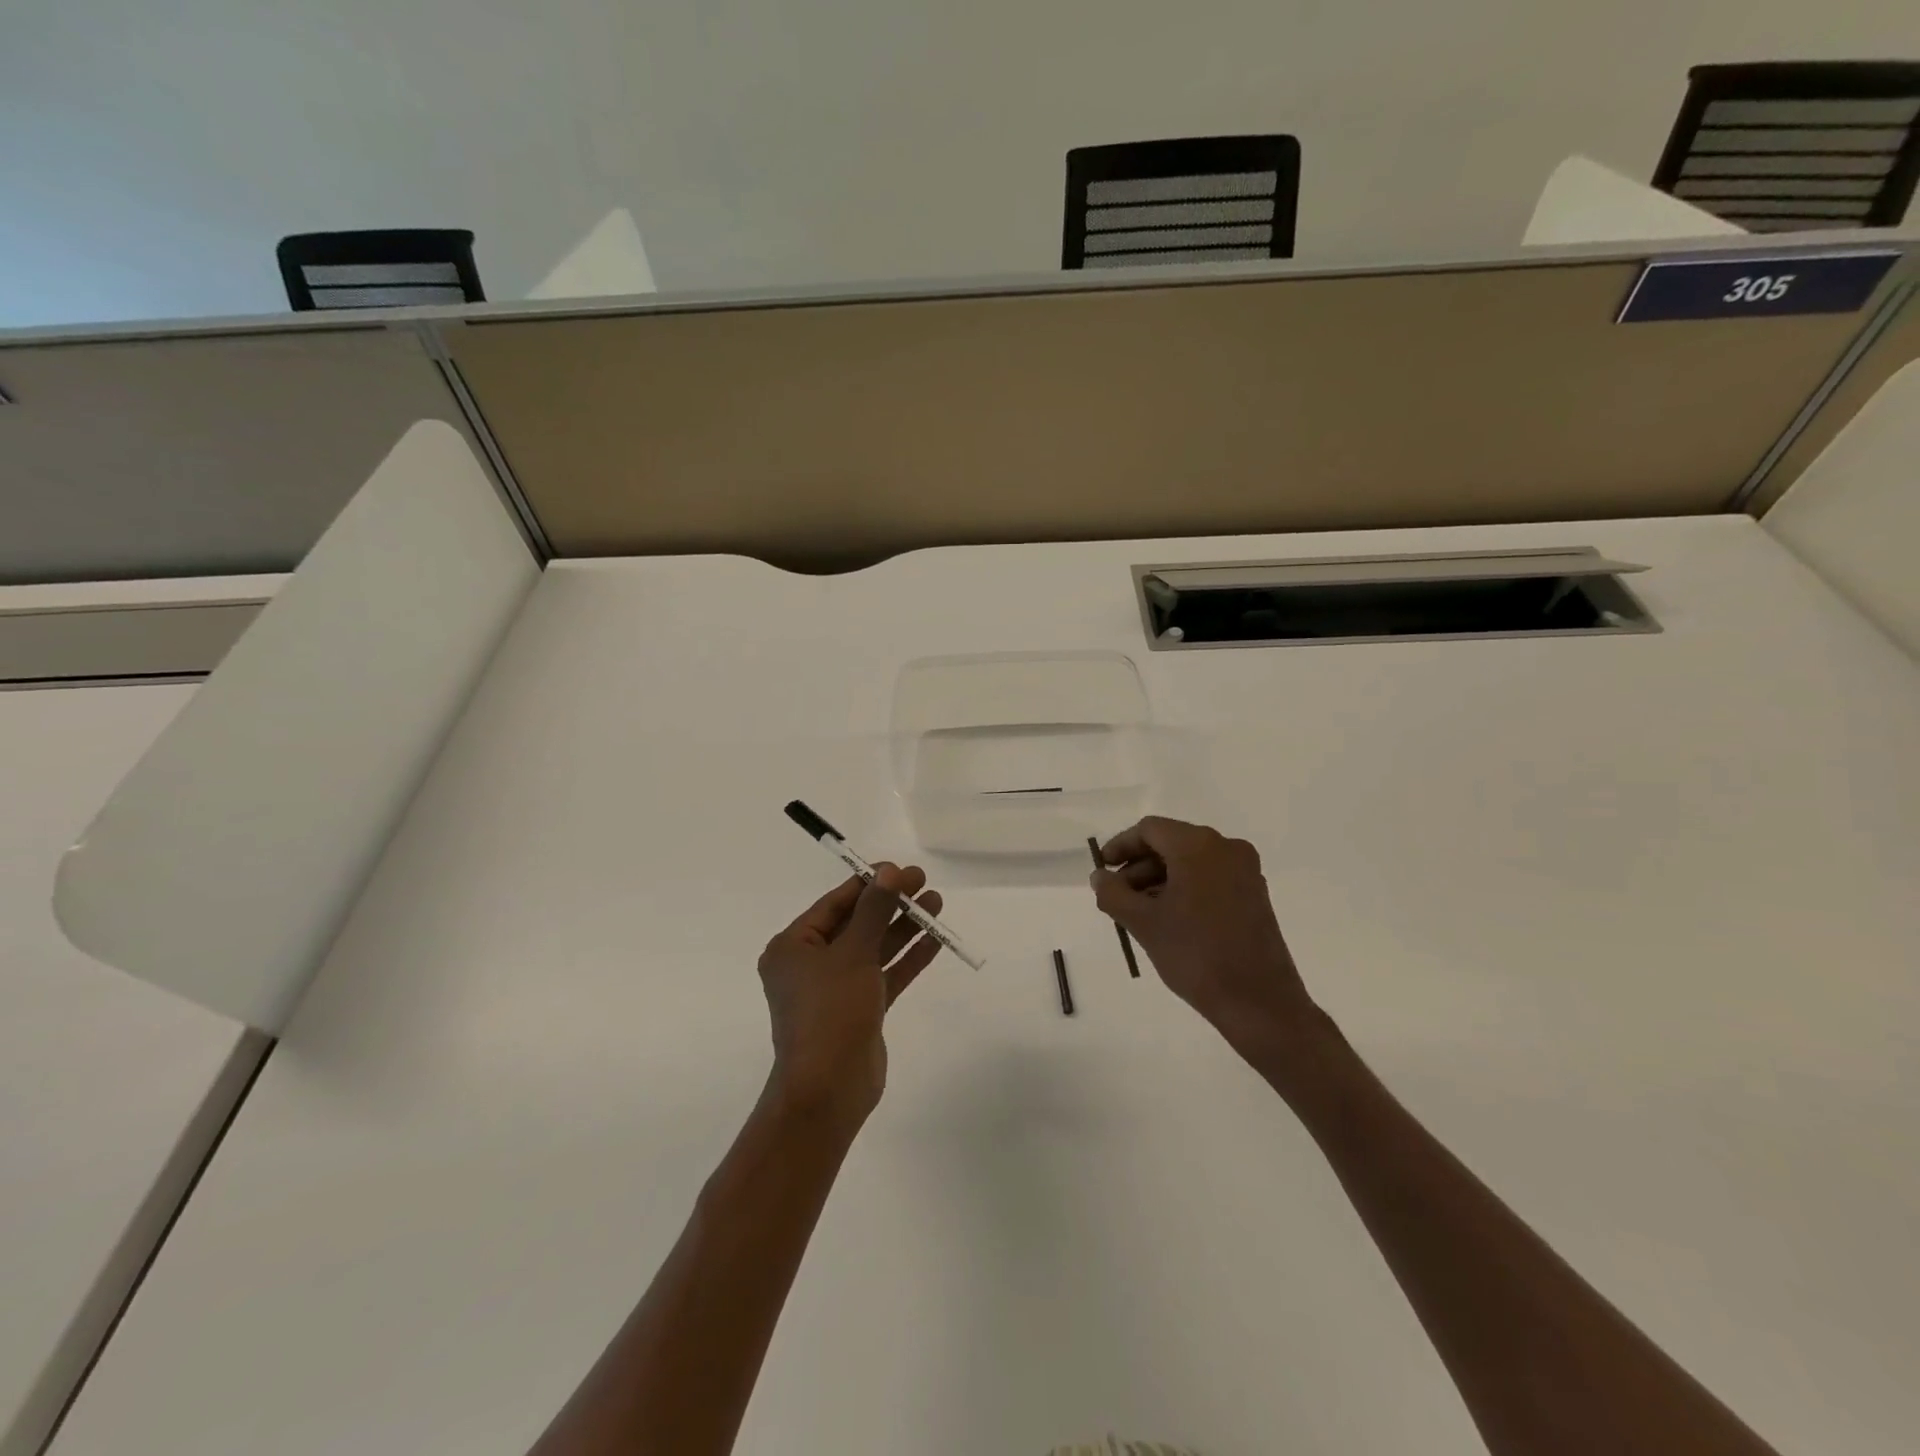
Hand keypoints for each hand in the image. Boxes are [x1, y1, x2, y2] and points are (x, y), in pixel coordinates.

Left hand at [757, 864, 943, 1129]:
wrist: (829, 1091)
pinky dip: (907, 957)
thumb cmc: (830, 1012)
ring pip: (874, 948)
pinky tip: (936, 938)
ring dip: (904, 927)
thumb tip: (889, 871)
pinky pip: (885, 975)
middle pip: (857, 923)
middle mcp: (811, 965)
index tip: (901, 870)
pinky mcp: (860, 1010)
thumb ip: (874, 911)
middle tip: (924, 882)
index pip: (835, 904)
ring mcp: (836, 989)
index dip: (869, 884)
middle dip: (891, 904)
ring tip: (936, 903)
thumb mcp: (853, 953)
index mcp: (793, 947)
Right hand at [1091, 817, 1319, 1054]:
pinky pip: (1210, 877)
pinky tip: (1168, 918)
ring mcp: (1245, 871)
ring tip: (1138, 913)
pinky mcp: (1254, 894)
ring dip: (1159, 879)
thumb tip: (1100, 877)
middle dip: (1139, 866)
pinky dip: (1184, 888)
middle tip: (1116, 896)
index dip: (1120, 846)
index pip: (1149, 830)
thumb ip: (1113, 893)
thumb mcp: (1143, 923)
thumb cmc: (1195, 955)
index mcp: (1198, 846)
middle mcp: (1226, 848)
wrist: (1259, 1003)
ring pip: (1190, 862)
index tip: (1102, 870)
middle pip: (1171, 843)